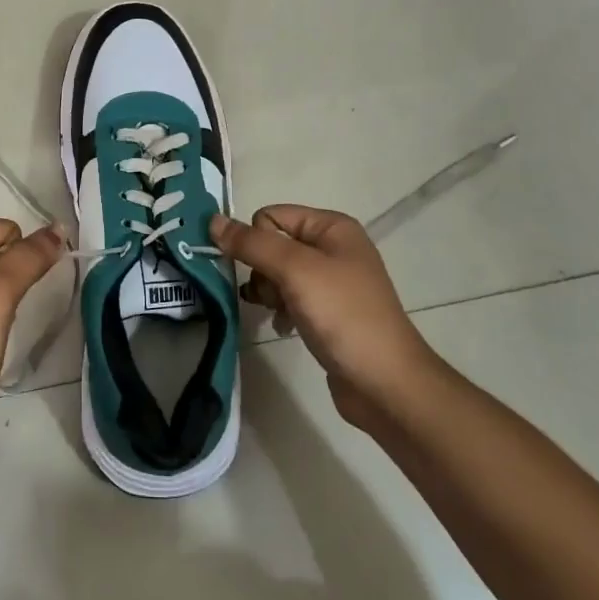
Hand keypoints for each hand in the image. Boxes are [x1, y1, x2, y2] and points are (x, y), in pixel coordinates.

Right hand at [210, 206, 438, 433]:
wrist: (385, 384)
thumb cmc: (343, 315)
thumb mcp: (295, 271)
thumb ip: (252, 244)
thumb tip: (212, 220)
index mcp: (332, 227)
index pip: (272, 215)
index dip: (256, 240)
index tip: (255, 270)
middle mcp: (333, 248)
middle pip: (273, 244)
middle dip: (261, 270)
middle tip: (269, 295)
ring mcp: (332, 282)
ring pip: (277, 273)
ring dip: (268, 292)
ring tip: (275, 312)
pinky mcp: (328, 313)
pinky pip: (290, 298)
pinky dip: (280, 309)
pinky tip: (283, 327)